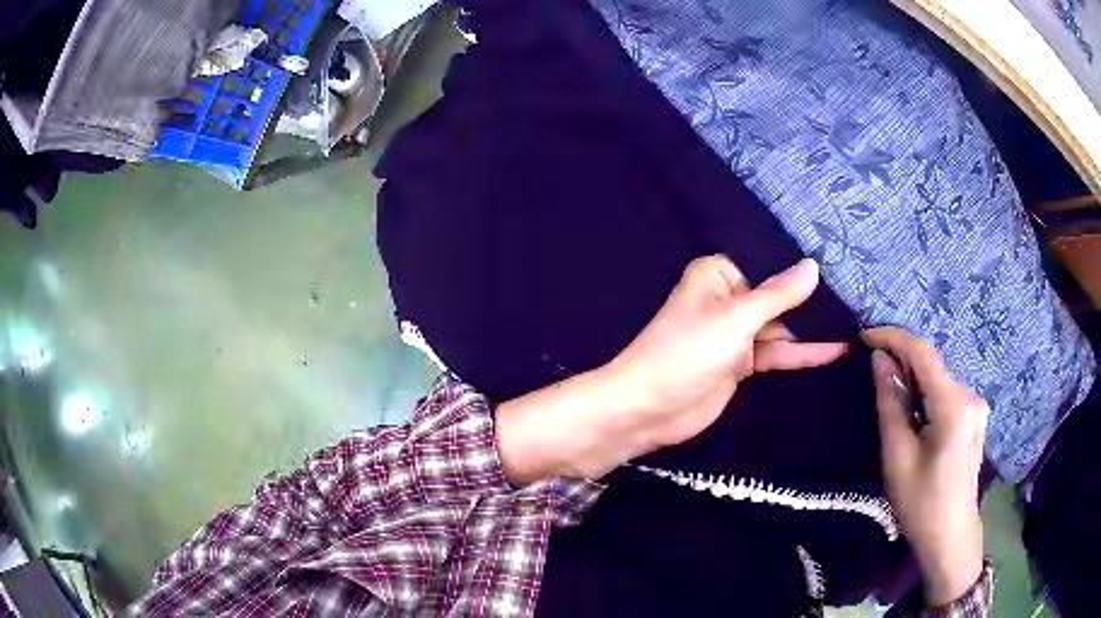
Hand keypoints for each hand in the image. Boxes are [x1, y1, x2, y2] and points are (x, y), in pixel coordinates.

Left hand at [497, 256, 846, 483]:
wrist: (648, 410)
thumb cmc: (685, 353)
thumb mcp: (736, 319)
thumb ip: (777, 295)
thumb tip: (813, 265)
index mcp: (718, 276)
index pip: (767, 262)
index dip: (800, 265)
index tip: (841, 258)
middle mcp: (729, 299)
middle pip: (777, 295)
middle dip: (813, 298)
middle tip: (858, 292)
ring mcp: (736, 334)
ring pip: (781, 326)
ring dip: (812, 328)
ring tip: (856, 320)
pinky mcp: (741, 364)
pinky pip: (777, 353)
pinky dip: (802, 353)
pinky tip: (834, 350)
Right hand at [863, 327, 987, 605]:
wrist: (949, 536)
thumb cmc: (920, 503)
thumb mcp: (897, 457)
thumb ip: (890, 404)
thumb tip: (879, 360)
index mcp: (954, 405)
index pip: (923, 353)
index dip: (893, 338)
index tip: (864, 337)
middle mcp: (970, 396)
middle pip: (932, 366)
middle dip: (901, 362)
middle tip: (870, 371)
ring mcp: (975, 406)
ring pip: (938, 380)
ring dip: (912, 380)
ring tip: (888, 395)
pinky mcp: (974, 417)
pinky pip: (945, 394)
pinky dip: (925, 395)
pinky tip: (912, 413)